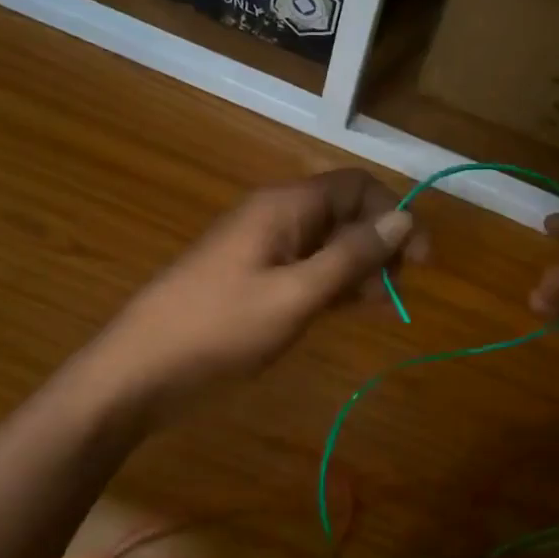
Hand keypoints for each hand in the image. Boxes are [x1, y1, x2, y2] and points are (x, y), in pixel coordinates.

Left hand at [81, 169, 424, 417]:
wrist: (139, 371)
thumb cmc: (220, 329)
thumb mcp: (296, 295)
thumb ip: (352, 256)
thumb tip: (405, 218)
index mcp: (285, 206)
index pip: (357, 186)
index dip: (394, 215)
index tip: (419, 260)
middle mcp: (276, 216)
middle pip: (344, 212)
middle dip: (379, 243)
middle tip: (397, 290)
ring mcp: (263, 247)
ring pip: (327, 242)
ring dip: (359, 267)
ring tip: (377, 306)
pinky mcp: (254, 277)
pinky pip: (306, 266)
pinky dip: (332, 282)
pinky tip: (346, 309)